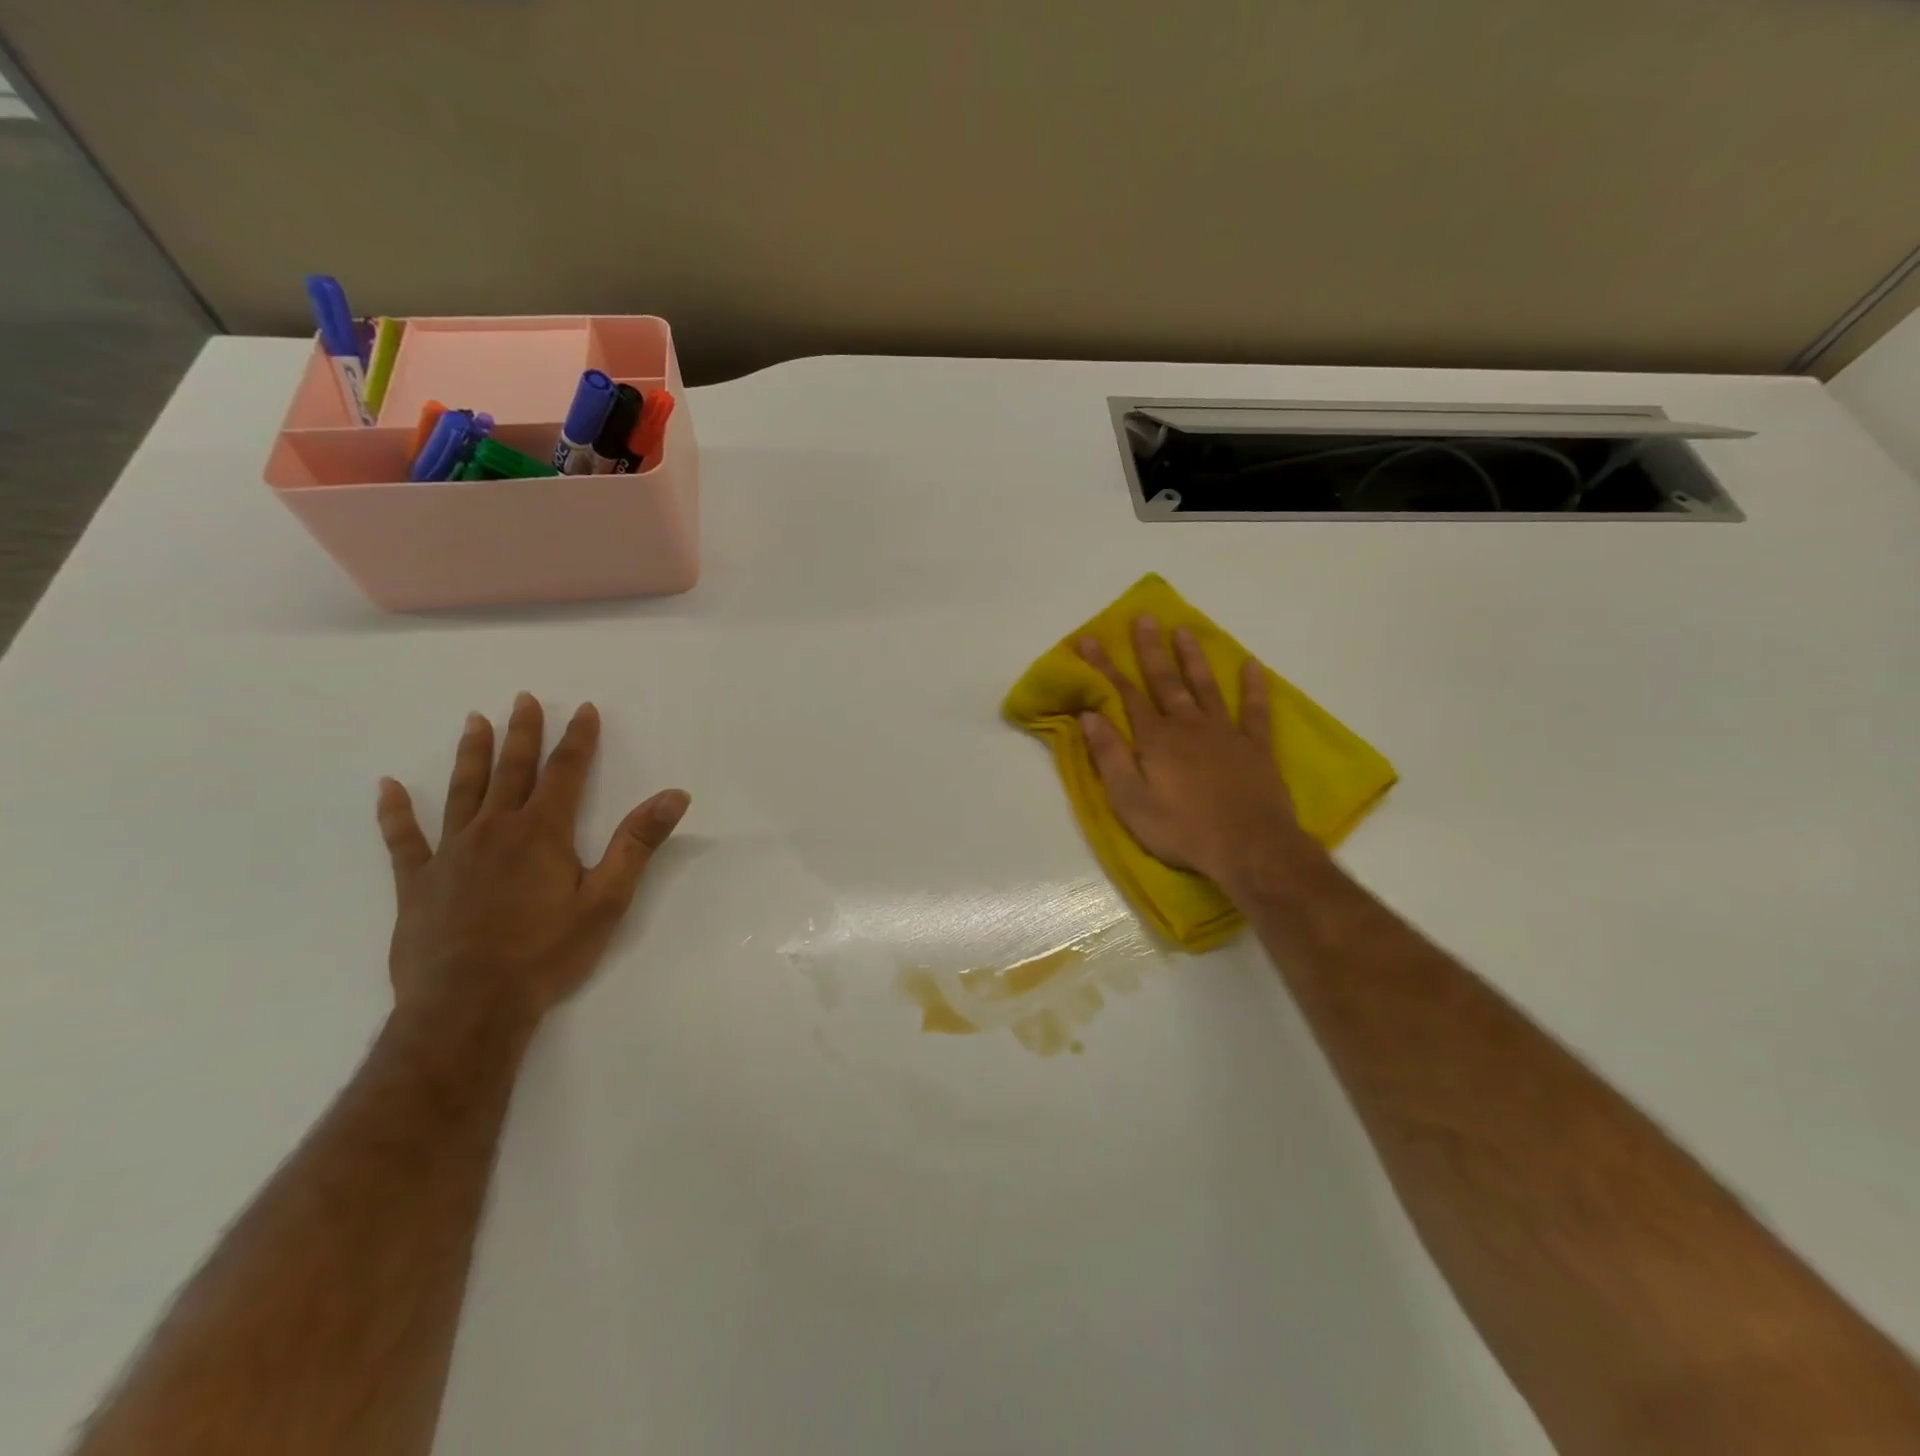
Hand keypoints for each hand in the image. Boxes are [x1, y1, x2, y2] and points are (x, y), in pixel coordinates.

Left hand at [375, 693, 689, 1031]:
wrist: (469, 1005)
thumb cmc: (547, 952)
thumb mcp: (607, 899)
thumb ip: (638, 843)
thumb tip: (675, 795)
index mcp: (542, 832)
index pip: (565, 772)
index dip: (577, 739)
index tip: (582, 709)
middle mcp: (495, 830)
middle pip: (512, 770)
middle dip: (523, 733)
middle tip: (523, 699)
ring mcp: (450, 854)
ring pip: (462, 791)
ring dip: (471, 754)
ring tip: (474, 721)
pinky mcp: (416, 883)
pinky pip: (403, 839)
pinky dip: (395, 812)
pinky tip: (389, 788)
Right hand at [1078, 617, 1317, 891]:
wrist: (1248, 847)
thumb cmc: (1181, 828)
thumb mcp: (1130, 800)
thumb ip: (1110, 755)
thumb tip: (1090, 715)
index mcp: (1155, 739)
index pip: (1124, 694)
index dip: (1105, 667)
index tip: (1090, 640)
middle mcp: (1187, 725)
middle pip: (1165, 681)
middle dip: (1150, 649)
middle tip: (1143, 618)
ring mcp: (1224, 733)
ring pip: (1204, 686)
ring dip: (1193, 658)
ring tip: (1184, 629)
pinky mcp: (1255, 747)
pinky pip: (1254, 710)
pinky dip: (1253, 687)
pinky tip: (1251, 665)